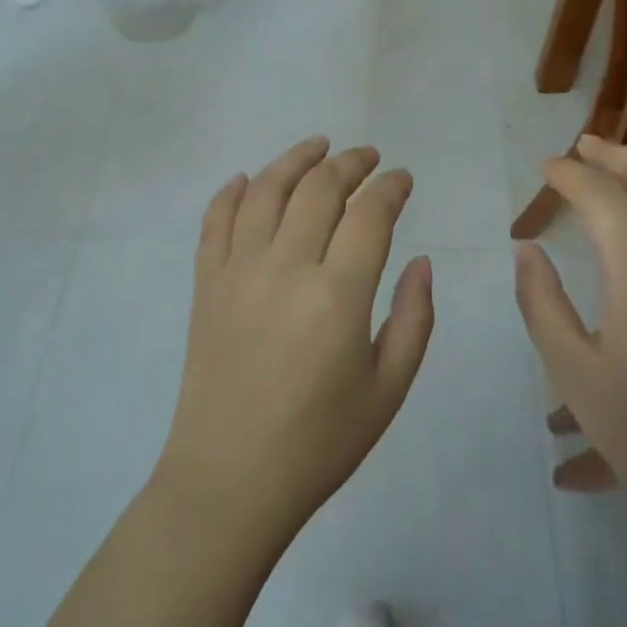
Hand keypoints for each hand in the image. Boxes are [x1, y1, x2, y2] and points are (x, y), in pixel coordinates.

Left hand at [157, 138, 434, 542]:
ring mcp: (237, 271)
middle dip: (349, 164)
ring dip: (294, 160)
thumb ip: (414, 319)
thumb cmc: (319, 443)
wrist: (230, 479)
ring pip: (265, 190)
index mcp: (338, 295)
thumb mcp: (388, 389)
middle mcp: (285, 267)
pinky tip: (248, 180)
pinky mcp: (205, 284)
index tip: (402, 178)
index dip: (390, 187)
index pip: (369, 214)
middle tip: (367, 157)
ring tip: (317, 147)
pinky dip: (232, 192)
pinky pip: (215, 221)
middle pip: (318, 189)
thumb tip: (421, 262)